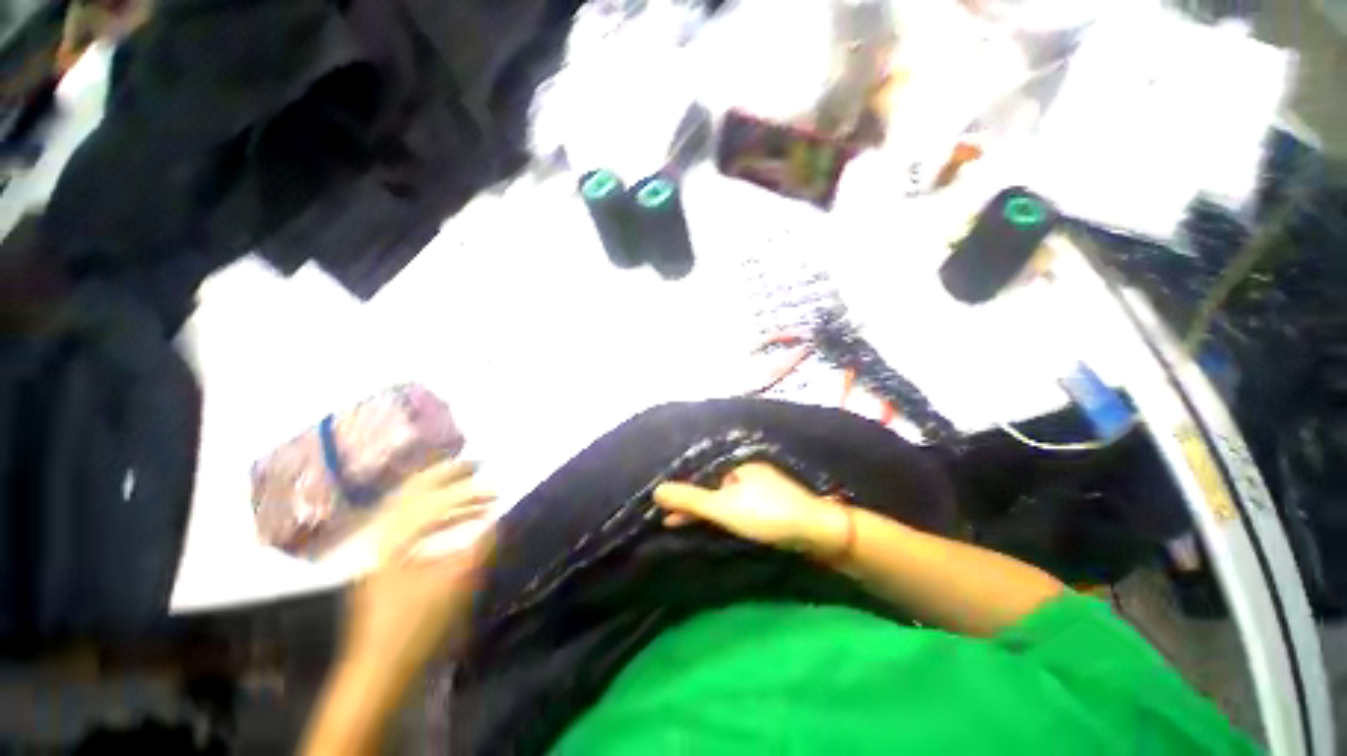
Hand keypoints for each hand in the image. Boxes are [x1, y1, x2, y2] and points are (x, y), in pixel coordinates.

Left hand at [344, 459, 495, 665]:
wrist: (378, 669)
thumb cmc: (417, 626)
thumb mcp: (455, 585)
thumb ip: (479, 547)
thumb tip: (497, 519)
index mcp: (395, 538)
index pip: (435, 500)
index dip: (469, 491)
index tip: (497, 486)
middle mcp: (382, 534)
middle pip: (412, 489)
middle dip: (446, 473)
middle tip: (476, 463)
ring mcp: (378, 548)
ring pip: (409, 504)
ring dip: (442, 492)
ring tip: (472, 488)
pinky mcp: (382, 562)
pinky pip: (408, 523)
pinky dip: (433, 513)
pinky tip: (453, 520)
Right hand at [653, 462, 848, 557]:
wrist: (818, 531)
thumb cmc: (766, 515)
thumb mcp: (723, 508)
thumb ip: (691, 501)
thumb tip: (656, 491)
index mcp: (740, 468)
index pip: (703, 482)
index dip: (685, 500)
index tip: (668, 518)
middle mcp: (752, 474)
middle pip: (716, 491)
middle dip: (696, 508)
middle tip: (675, 525)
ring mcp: (767, 490)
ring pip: (731, 501)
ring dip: (712, 514)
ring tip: (695, 529)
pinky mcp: (778, 507)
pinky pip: (745, 509)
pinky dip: (731, 519)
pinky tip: (728, 528)